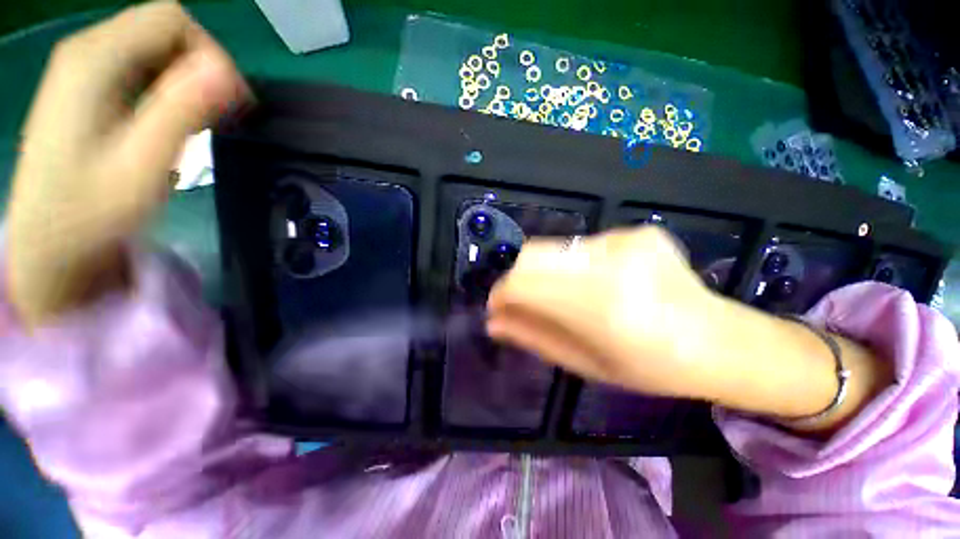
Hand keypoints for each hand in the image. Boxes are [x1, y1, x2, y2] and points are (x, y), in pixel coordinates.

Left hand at [6, 1, 249, 326]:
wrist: (47, 242)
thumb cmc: (91, 212)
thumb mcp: (143, 165)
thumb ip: (181, 111)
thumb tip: (226, 72)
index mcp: (95, 60)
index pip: (172, 21)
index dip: (212, 55)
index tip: (233, 103)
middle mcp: (87, 49)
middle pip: (164, 26)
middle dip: (203, 65)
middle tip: (221, 115)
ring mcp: (83, 66)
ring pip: (154, 43)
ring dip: (188, 76)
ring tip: (199, 121)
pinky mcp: (86, 84)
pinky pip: (140, 63)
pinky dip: (168, 83)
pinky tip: (171, 117)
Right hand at [486, 227, 727, 400]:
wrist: (717, 339)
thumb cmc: (647, 365)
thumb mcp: (583, 363)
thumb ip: (533, 337)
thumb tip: (493, 321)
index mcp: (598, 306)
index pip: (522, 282)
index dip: (502, 291)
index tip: (499, 305)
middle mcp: (609, 263)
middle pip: (532, 254)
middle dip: (519, 278)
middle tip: (528, 300)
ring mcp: (625, 240)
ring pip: (554, 248)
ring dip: (548, 272)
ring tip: (573, 295)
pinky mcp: (636, 231)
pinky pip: (582, 244)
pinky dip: (575, 264)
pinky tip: (604, 282)